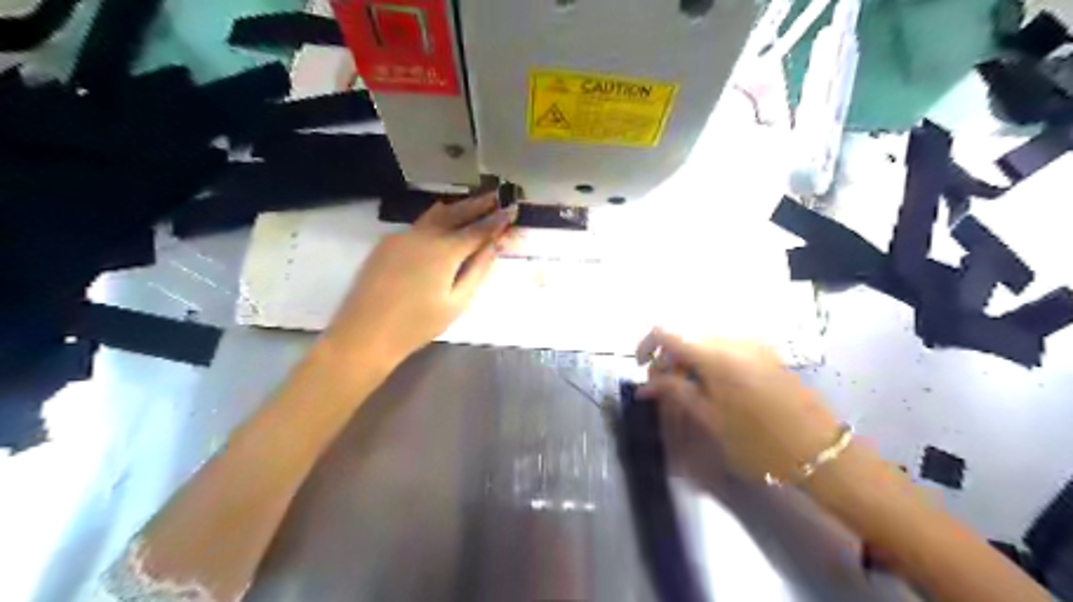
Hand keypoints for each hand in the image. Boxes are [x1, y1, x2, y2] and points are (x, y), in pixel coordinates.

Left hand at [321, 195, 514, 367]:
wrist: (365, 333)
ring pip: (434, 215)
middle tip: (494, 196)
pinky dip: (436, 217)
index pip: (478, 230)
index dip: (496, 221)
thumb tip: (492, 247)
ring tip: (472, 202)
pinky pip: (418, 224)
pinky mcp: (387, 244)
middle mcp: (424, 236)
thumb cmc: (417, 325)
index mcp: (445, 251)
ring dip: (456, 207)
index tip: (511, 210)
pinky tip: (442, 219)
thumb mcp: (456, 303)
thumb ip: (477, 271)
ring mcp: (402, 237)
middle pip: (456, 213)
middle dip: (477, 204)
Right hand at [629, 329, 841, 479]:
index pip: (665, 331)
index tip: (642, 369)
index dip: (646, 346)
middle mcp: (732, 338)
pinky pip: (724, 343)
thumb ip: (675, 392)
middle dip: (667, 356)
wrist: (819, 450)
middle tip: (664, 388)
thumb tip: (646, 384)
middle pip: (684, 333)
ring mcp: (751, 342)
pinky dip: (708, 357)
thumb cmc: (759, 442)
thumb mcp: (710, 419)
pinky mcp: (764, 350)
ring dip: (687, 357)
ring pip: (703, 337)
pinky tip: (711, 384)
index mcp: (715, 354)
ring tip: (687, 388)